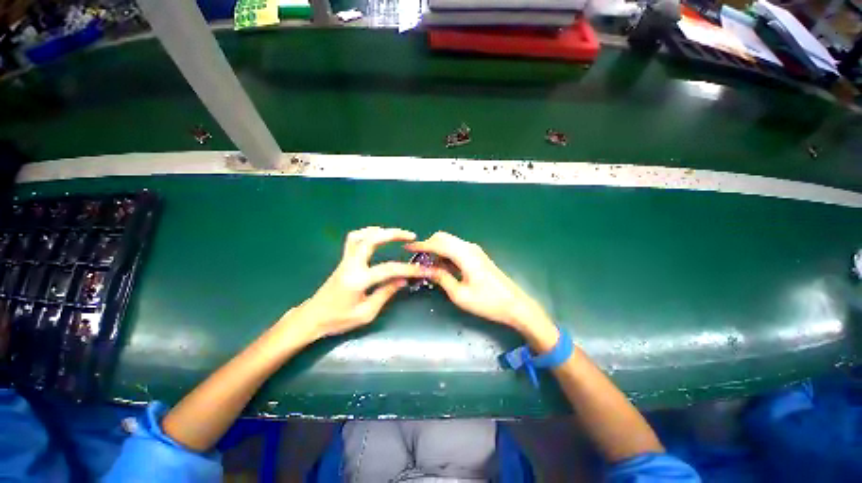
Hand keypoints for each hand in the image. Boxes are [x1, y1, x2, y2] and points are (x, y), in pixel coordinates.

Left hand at [289, 227, 427, 340]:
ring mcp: (346, 260)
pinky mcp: (344, 260)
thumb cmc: (338, 319)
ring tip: (394, 234)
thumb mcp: (366, 313)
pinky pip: (354, 239)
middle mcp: (351, 264)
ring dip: (379, 231)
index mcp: (358, 279)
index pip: (388, 269)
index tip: (423, 269)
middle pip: (372, 239)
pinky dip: (367, 234)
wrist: (312, 317)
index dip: (408, 269)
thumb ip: (385, 294)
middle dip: (393, 234)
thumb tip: (403, 280)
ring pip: (360, 235)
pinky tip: (377, 238)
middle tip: (411, 236)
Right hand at [406, 232, 555, 342]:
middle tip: (417, 259)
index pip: (437, 243)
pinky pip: (457, 249)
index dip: (421, 245)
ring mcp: (475, 251)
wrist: (515, 305)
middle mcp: (469, 247)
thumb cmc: (487, 302)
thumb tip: (427, 269)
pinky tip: (442, 266)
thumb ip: (442, 278)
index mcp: (464, 255)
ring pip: (450, 242)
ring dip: (437, 249)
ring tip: (427, 265)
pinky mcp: (477, 256)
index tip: (406, 248)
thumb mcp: (460, 294)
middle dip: (428, 245)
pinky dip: (446, 254)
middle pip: (443, 238)